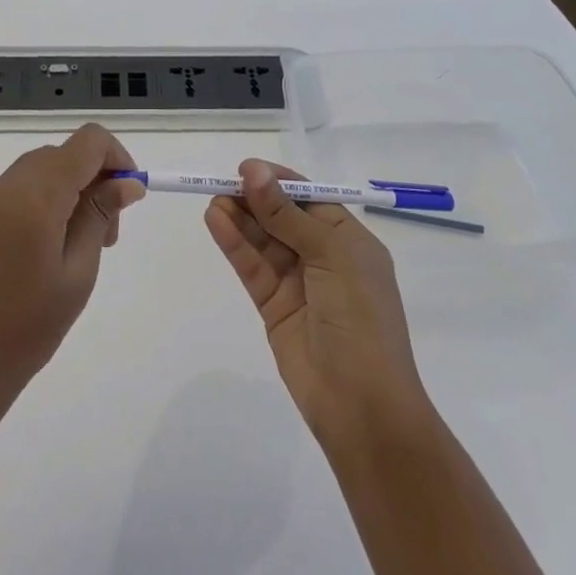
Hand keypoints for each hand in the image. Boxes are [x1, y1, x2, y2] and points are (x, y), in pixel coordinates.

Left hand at [0, 124, 146, 433]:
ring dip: (72, 186)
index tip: (130, 196)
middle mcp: (9, 185)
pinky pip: (22, 186)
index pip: (88, 142)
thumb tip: (127, 183)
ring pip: (44, 167)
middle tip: (109, 231)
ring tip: (84, 241)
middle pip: (65, 152)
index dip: (117, 157)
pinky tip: (53, 243)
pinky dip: (48, 197)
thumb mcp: (78, 271)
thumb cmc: (29, 327)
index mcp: (37, 195)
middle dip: (96, 176)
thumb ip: (100, 216)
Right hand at [205, 160, 429, 445]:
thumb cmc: (360, 318)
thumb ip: (286, 214)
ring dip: (240, 219)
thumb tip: (253, 171)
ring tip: (213, 200)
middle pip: (282, 216)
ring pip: (263, 241)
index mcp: (349, 241)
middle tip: (221, 183)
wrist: (362, 405)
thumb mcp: (329, 255)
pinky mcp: (274, 306)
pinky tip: (215, 222)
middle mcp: (324, 257)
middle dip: (254, 199)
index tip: (246, 168)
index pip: (309, 199)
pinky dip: (234, 244)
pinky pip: (252, 267)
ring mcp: (298, 283)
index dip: (279, 181)